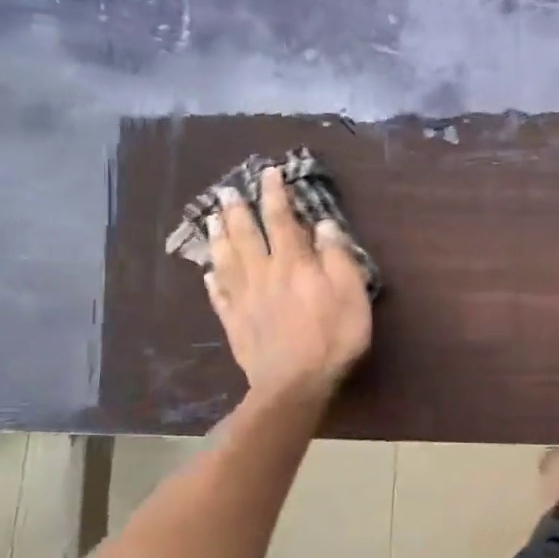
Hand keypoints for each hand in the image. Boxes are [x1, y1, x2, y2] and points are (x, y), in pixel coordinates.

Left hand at [206, 166, 371, 404]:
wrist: (294, 384)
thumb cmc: (332, 337)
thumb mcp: (351, 293)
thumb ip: (337, 257)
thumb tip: (324, 225)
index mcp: (294, 263)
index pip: (282, 220)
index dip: (276, 195)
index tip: (269, 173)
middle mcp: (264, 274)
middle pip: (247, 236)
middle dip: (238, 211)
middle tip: (227, 192)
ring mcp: (244, 299)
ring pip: (226, 260)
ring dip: (219, 238)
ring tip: (212, 220)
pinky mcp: (235, 324)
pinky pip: (219, 296)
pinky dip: (212, 281)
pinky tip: (207, 272)